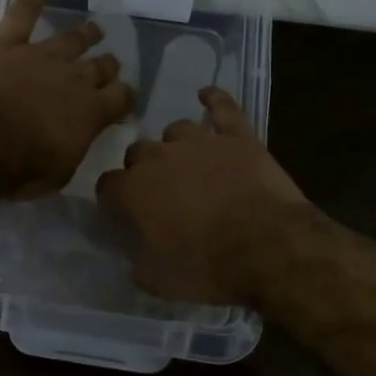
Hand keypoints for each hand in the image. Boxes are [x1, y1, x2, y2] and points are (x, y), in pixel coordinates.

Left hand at [0, 0, 137, 194]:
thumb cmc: (19, 167)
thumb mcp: (59, 172)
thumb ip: (74, 148)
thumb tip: (79, 137)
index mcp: (91, 111)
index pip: (122, 97)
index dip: (125, 96)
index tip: (124, 99)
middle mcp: (74, 77)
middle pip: (99, 66)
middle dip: (106, 66)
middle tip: (109, 65)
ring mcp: (41, 53)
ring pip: (72, 38)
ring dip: (85, 34)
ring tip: (95, 29)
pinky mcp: (7, 40)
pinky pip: (26, 6)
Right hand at [96, 86, 309, 305]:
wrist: (268, 247)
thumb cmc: (207, 266)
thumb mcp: (159, 280)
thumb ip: (137, 262)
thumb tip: (132, 257)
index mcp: (134, 190)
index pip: (107, 185)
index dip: (113, 199)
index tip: (122, 212)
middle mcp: (159, 157)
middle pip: (137, 152)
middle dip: (142, 169)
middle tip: (159, 192)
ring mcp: (199, 141)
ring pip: (175, 130)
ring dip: (175, 145)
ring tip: (187, 162)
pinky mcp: (237, 136)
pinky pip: (222, 107)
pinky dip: (213, 100)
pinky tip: (207, 95)